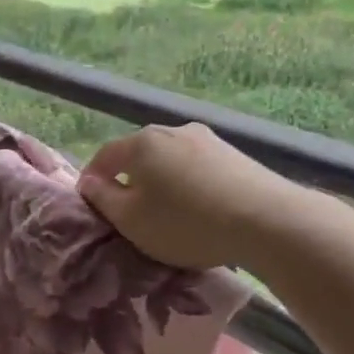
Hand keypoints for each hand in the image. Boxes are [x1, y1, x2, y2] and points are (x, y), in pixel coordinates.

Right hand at [76, 123, 302, 269]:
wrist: (265, 220)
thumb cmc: (185, 222)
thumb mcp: (132, 220)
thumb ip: (104, 200)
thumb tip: (89, 183)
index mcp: (141, 143)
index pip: (105, 155)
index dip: (93, 178)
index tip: (91, 202)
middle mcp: (173, 131)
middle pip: (140, 154)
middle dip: (129, 178)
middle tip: (128, 209)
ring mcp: (208, 139)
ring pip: (171, 159)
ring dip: (162, 181)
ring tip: (166, 211)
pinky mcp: (235, 154)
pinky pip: (198, 168)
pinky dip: (189, 184)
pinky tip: (199, 208)